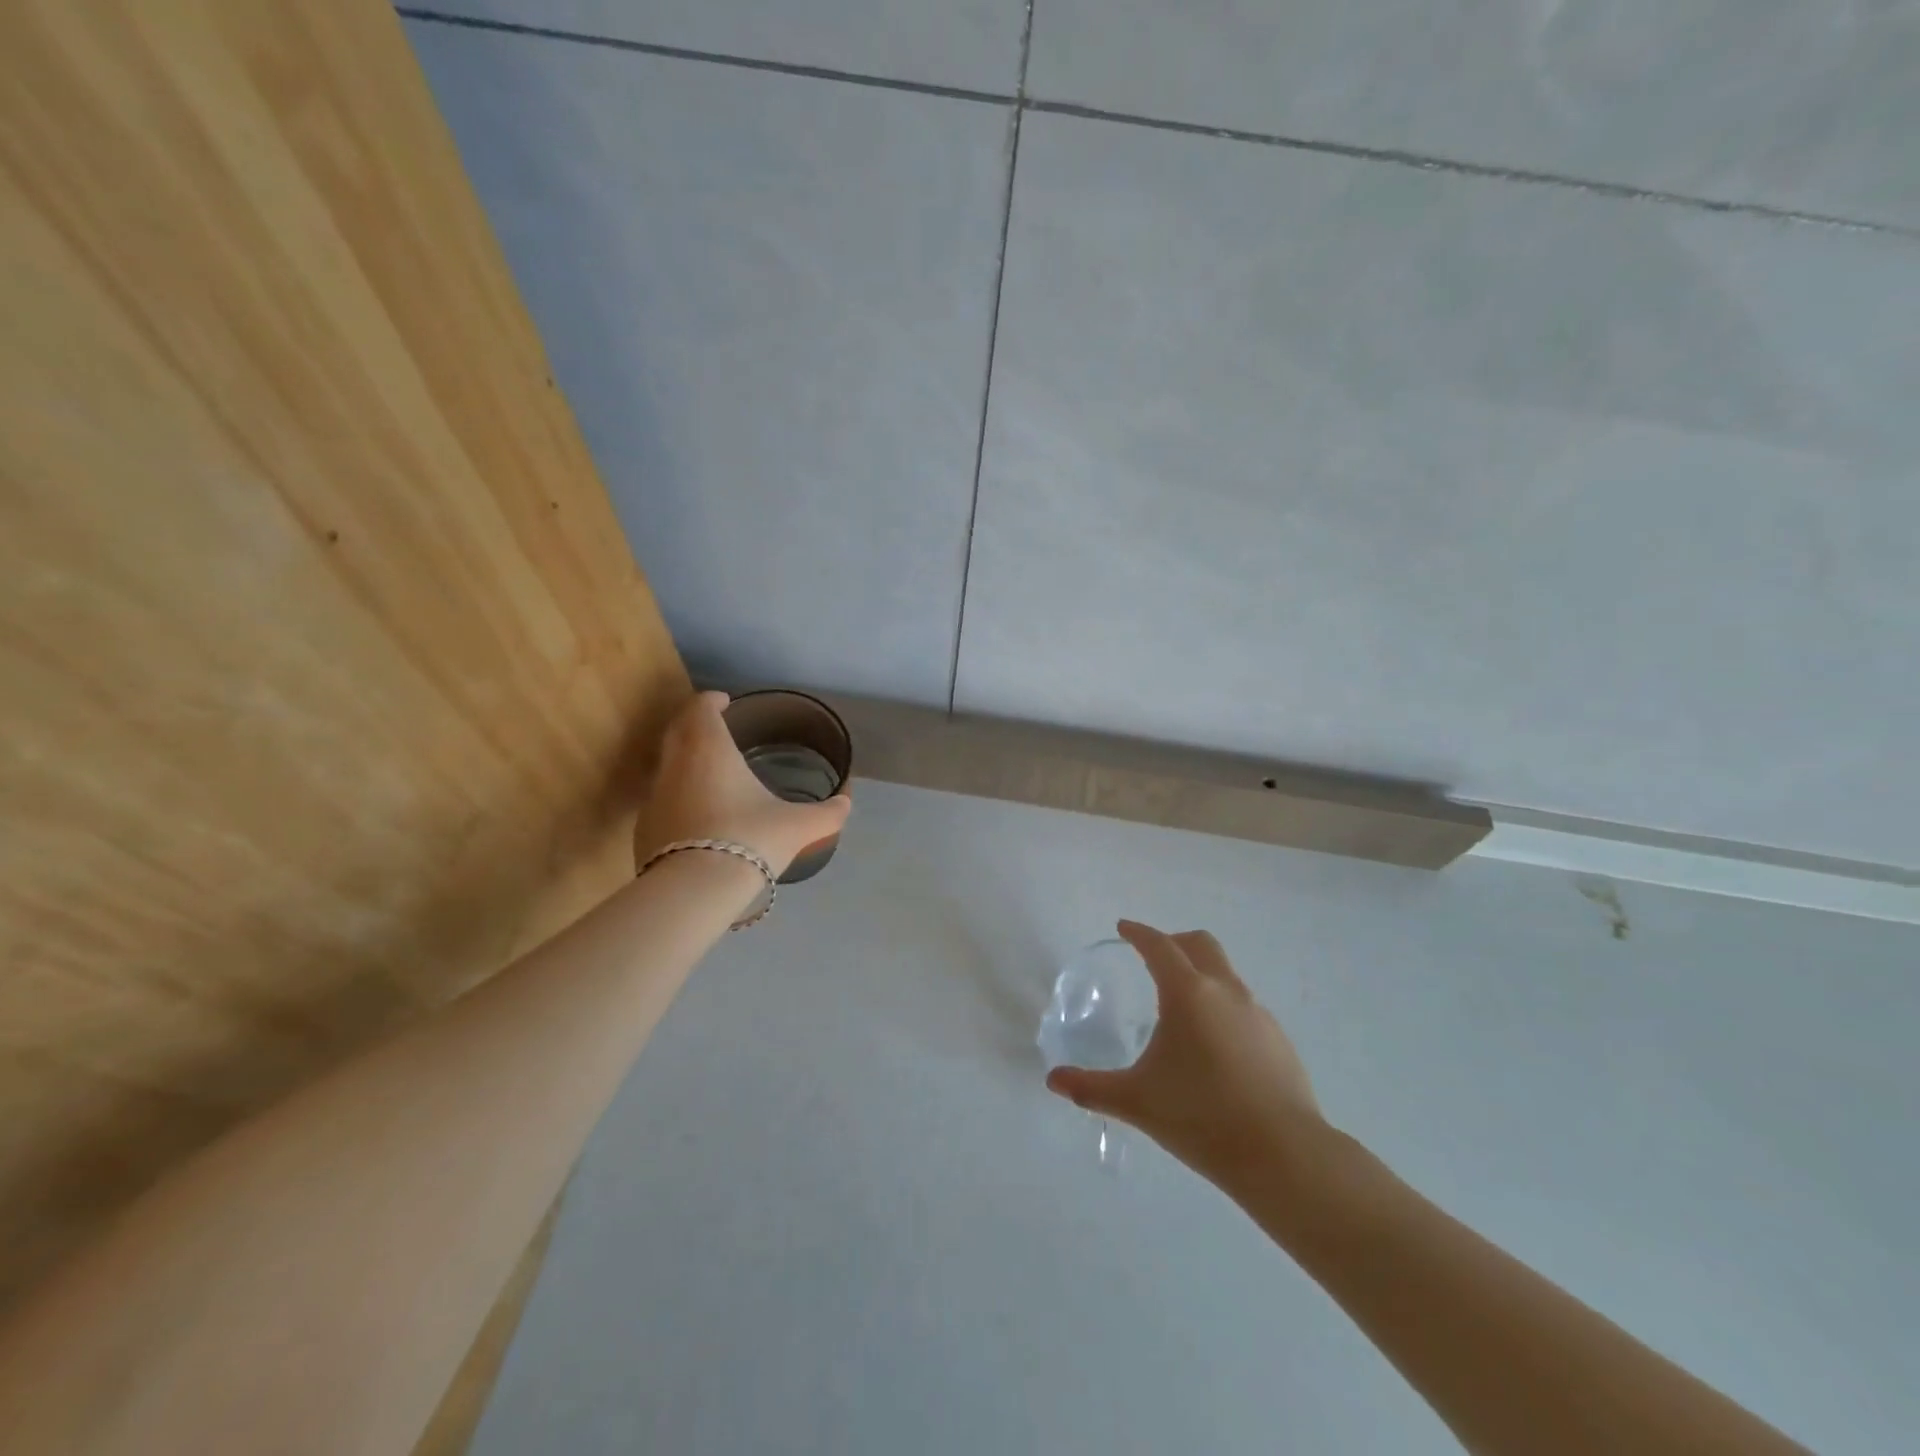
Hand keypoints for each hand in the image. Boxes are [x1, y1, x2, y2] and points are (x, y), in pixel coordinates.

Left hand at [632, 691, 851, 877]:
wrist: (695, 891)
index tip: (723, 701)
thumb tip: (846, 803)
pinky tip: (698, 817)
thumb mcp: (799, 826)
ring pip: (667, 767)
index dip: (711, 700)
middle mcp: (675, 765)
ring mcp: (654, 798)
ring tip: (711, 774)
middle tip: (716, 728)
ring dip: (685, 762)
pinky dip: (678, 797)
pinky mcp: (644, 829)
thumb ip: (827, 813)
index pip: (701, 709)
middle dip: (694, 724)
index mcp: (709, 750)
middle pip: (677, 731)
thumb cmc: (750, 840)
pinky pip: (662, 801)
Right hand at [1046, 920, 1326, 1187]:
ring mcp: (1258, 1014)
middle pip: (1200, 945)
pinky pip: (1243, 1006)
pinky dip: (1221, 1006)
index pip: (1159, 946)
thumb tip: (1053, 1081)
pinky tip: (1213, 1046)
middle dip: (1173, 942)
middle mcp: (1225, 991)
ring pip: (1225, 974)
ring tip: (1180, 1008)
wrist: (1284, 1156)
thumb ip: (1091, 1088)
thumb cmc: (1201, 1117)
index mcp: (1188, 993)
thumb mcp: (1137, 1102)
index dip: (1139, 933)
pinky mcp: (1279, 1040)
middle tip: (1151, 958)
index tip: (1124, 928)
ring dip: (1200, 974)